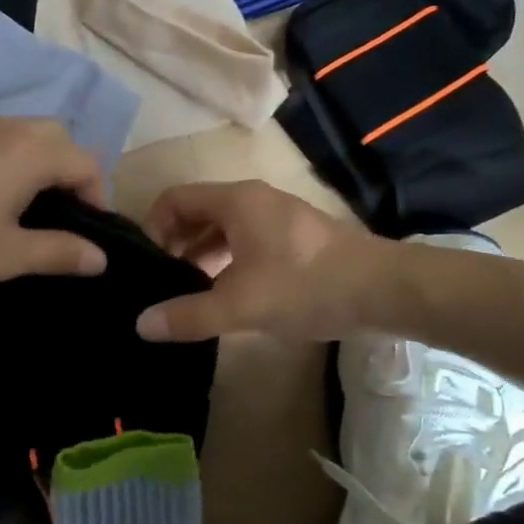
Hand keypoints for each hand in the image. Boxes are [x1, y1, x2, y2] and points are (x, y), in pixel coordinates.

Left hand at [0, 118, 108, 300]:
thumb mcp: (7, 256)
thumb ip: (60, 251)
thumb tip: (101, 257)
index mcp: (26, 152)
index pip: (85, 162)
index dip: (97, 196)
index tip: (86, 234)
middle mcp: (3, 128)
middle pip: (58, 137)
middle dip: (71, 172)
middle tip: (62, 216)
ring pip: (26, 133)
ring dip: (41, 162)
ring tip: (30, 208)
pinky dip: (12, 158)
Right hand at [135, 180, 388, 341]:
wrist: (382, 289)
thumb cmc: (305, 286)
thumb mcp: (240, 305)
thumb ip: (188, 315)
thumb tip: (140, 324)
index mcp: (235, 201)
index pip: (174, 198)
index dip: (152, 227)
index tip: (148, 264)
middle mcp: (253, 199)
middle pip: (197, 211)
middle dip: (175, 243)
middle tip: (162, 282)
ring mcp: (277, 216)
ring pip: (223, 227)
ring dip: (201, 254)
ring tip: (189, 291)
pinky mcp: (294, 237)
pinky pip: (246, 240)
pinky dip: (227, 259)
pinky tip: (227, 293)